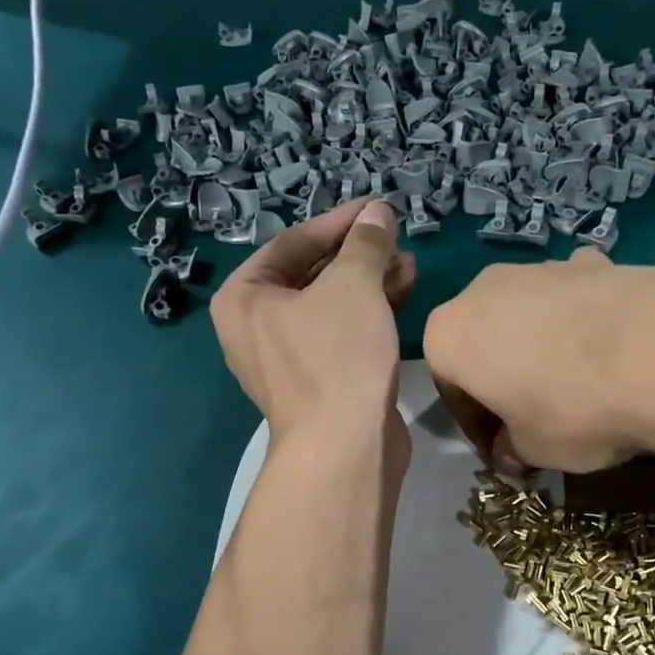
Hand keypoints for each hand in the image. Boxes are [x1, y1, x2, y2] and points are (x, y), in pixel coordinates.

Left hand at [211, 196, 415, 440]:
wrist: (345, 447)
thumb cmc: (337, 355)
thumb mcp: (353, 284)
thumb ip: (365, 242)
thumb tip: (377, 212)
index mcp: (245, 298)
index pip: (293, 242)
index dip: (339, 221)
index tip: (377, 208)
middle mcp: (258, 326)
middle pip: (312, 273)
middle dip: (358, 254)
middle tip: (395, 238)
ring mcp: (289, 357)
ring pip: (332, 304)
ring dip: (370, 281)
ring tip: (409, 264)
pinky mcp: (320, 380)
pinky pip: (342, 332)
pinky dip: (369, 312)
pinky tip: (403, 294)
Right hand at [423, 249, 654, 474]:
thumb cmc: (573, 409)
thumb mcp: (533, 450)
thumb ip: (511, 449)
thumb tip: (512, 452)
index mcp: (449, 334)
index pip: (450, 389)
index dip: (476, 427)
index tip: (503, 453)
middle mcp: (483, 289)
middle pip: (483, 343)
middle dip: (503, 380)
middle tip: (534, 419)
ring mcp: (541, 268)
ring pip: (526, 316)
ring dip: (539, 349)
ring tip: (579, 387)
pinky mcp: (593, 260)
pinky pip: (573, 298)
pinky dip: (582, 321)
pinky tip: (613, 349)